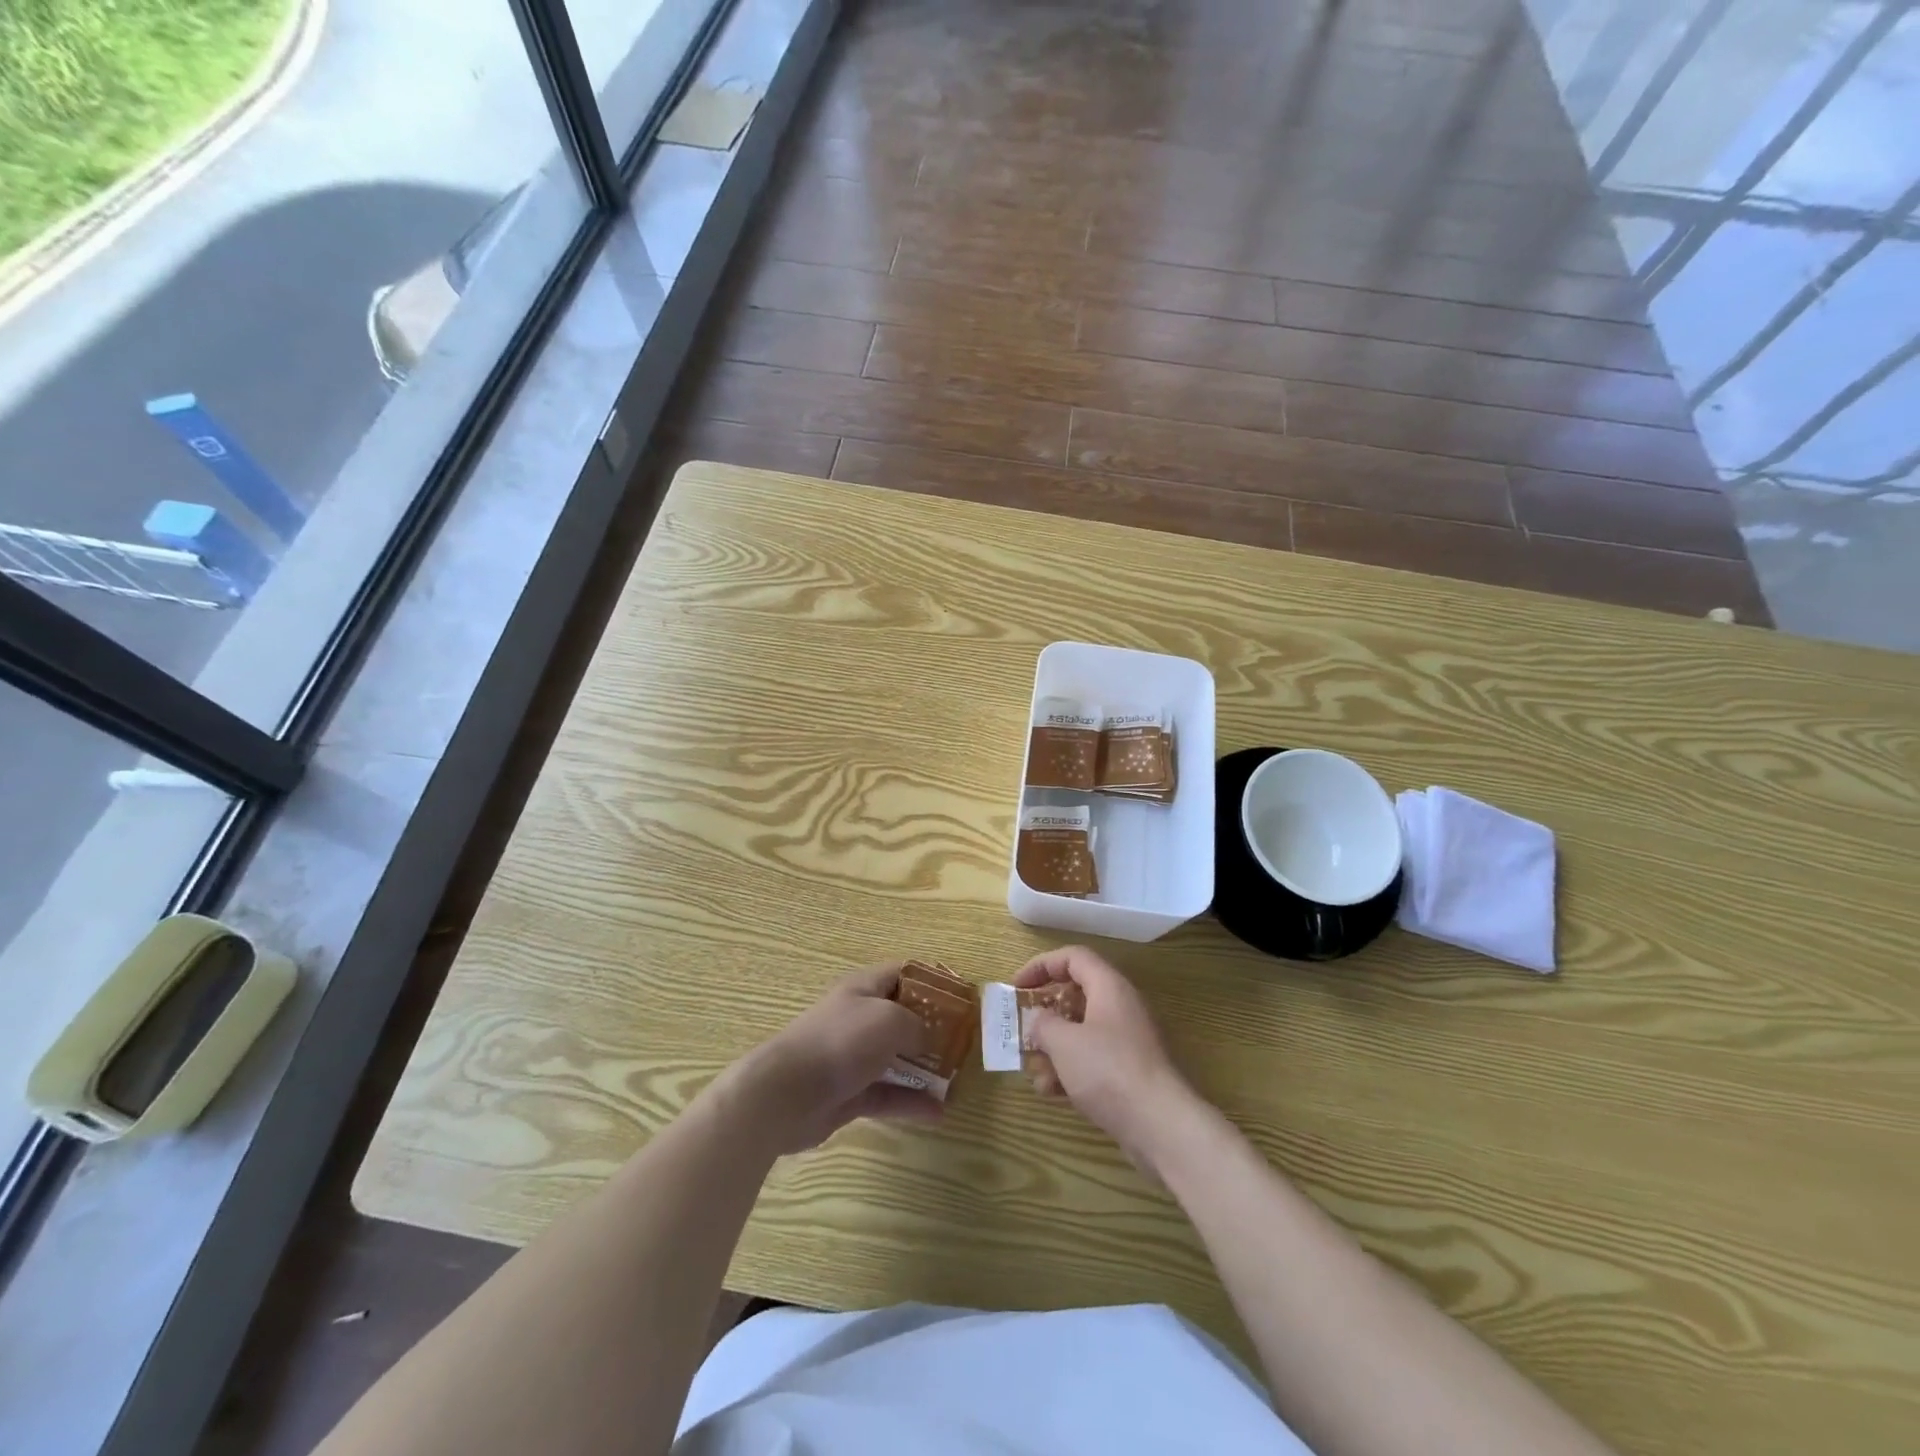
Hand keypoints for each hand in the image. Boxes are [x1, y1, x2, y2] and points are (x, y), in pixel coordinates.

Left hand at [726, 963, 944, 1153]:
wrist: (786, 1094)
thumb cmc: (841, 1042)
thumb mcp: (889, 1020)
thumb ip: (916, 1024)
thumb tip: (926, 1036)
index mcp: (863, 989)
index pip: (901, 974)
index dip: (930, 981)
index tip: (959, 997)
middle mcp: (858, 1019)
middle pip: (901, 1017)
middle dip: (931, 1028)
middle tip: (962, 1042)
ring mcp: (852, 1058)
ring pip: (896, 1059)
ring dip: (924, 1069)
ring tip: (955, 1081)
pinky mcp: (849, 1094)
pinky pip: (887, 1094)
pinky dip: (910, 1102)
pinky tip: (938, 1113)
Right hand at [1015, 946, 1199, 1176]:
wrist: (1160, 1126)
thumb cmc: (1108, 1070)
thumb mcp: (1064, 1042)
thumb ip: (1043, 1023)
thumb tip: (1038, 1019)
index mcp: (1109, 987)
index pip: (1073, 957)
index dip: (1042, 965)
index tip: (1017, 986)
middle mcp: (1121, 1007)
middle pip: (1076, 995)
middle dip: (1045, 1012)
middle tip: (1022, 1027)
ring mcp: (1127, 1041)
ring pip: (1082, 1031)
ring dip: (1054, 1047)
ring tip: (1034, 1070)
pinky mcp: (1129, 1072)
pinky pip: (1093, 1059)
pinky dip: (1070, 1070)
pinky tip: (1052, 1093)